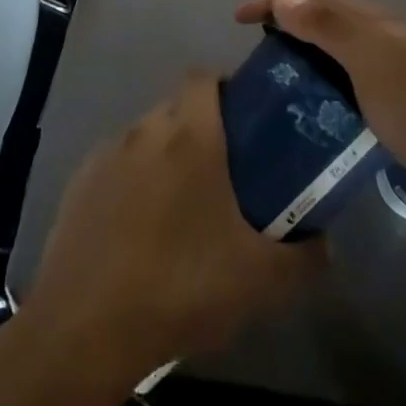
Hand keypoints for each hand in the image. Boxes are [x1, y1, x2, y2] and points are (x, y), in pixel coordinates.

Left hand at [19, 74, 323, 387]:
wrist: (85, 328)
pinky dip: (131, 184)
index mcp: (189, 135)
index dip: (226, 88)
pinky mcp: (78, 184)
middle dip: (200, 128)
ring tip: (182, 209)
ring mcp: (105, 156)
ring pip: (144, 138)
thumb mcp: (261, 280)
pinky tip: (138, 232)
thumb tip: (327, 244)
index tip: (246, 123)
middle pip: (176, 107)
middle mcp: (144, 131)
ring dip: (164, 157)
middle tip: (225, 173)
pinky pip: (115, 168)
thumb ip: (305, 257)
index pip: (204, 77)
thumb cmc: (181, 286)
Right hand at [235, 0, 405, 229]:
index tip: (238, 19)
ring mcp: (404, 73)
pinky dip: (329, 80)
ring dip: (309, 49)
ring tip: (280, 76)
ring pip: (344, 47)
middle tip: (257, 46)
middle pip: (331, 15)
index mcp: (381, 24)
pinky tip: (321, 108)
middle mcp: (392, 39)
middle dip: (290, 17)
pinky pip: (356, 78)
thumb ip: (330, 27)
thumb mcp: (374, 66)